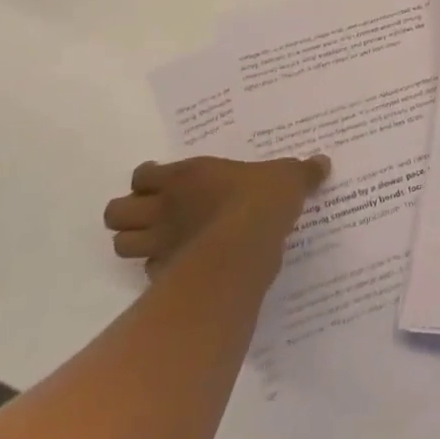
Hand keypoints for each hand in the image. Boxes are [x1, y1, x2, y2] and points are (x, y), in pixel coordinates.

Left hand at [103, 154, 329, 277]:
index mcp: (185, 176)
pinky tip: (180, 269)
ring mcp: (161, 244)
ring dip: (134, 244)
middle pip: (116, 213)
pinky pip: (149, 274)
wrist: (246, 245)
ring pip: (121, 246)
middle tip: (154, 215)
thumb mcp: (288, 177)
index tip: (163, 183)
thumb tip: (323, 162)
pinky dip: (159, 271)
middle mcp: (164, 208)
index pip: (142, 175)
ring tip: (159, 242)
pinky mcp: (166, 276)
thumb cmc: (260, 200)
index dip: (147, 180)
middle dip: (128, 215)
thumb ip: (301, 172)